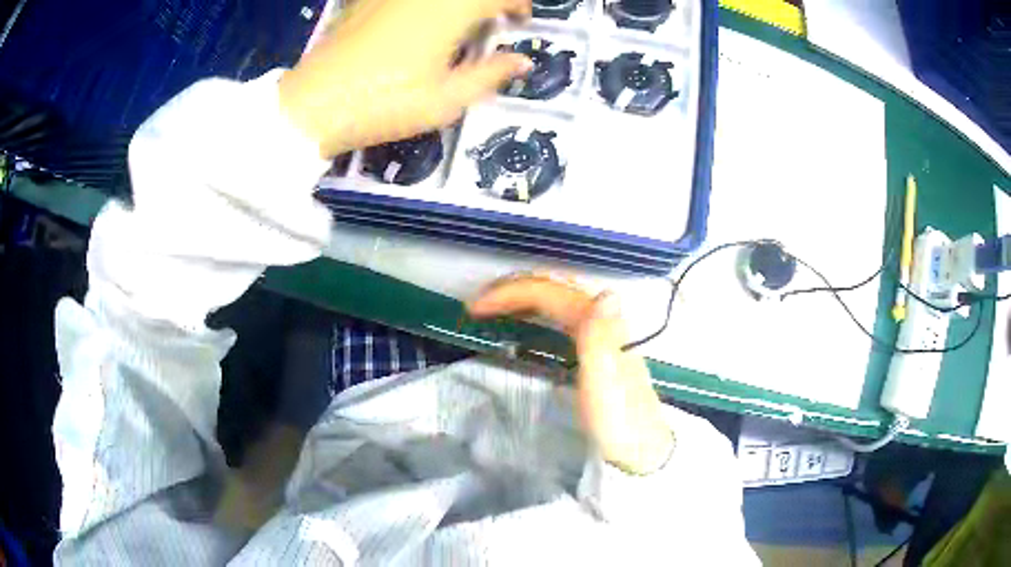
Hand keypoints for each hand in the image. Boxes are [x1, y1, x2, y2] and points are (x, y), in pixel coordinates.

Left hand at [279, 0, 533, 157]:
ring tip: (460, 22)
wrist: (313, 103)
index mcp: (451, 11)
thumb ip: (490, 75)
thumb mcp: (445, 100)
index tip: (520, 19)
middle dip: (488, 2)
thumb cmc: (383, 104)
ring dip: (458, 3)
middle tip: (492, 20)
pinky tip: (421, 21)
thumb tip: (523, 61)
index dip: (517, 4)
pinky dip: (428, 5)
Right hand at [468, 274, 674, 474]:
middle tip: (478, 303)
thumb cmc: (617, 423)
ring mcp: (599, 331)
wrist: (642, 449)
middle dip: (512, 287)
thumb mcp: (604, 387)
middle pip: (553, 286)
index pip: (548, 292)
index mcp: (599, 323)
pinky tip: (524, 320)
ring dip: (522, 294)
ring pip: (557, 297)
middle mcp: (601, 319)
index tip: (474, 309)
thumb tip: (606, 292)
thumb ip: (601, 341)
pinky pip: (560, 313)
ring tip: (492, 305)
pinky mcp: (596, 346)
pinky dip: (535, 309)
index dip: (509, 293)